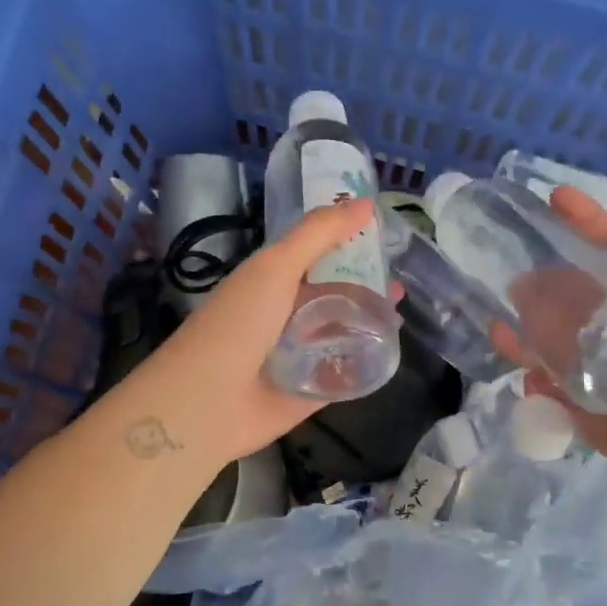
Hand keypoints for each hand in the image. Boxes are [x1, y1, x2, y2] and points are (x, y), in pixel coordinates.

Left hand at [113, 197, 382, 468]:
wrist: (207, 402)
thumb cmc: (237, 324)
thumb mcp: (276, 266)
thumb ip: (318, 234)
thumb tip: (365, 202)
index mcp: (269, 283)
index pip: (314, 257)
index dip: (345, 246)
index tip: (384, 238)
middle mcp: (281, 317)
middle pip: (330, 298)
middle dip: (363, 290)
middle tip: (399, 287)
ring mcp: (294, 358)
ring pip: (338, 337)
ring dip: (366, 327)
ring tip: (398, 318)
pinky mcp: (306, 395)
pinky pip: (340, 377)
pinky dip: (360, 367)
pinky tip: (387, 356)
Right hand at [512, 187, 606, 492]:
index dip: (591, 224)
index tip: (558, 200)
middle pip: (579, 293)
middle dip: (550, 274)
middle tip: (523, 262)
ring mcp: (602, 369)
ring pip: (554, 334)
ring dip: (529, 313)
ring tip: (510, 297)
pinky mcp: (583, 406)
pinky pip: (544, 379)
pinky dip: (522, 358)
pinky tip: (506, 338)